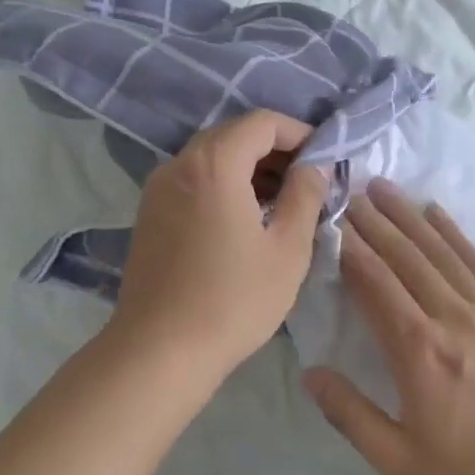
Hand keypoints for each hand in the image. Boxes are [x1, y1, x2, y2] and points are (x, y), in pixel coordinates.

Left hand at [106, 110, 330, 395]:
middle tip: (308, 180)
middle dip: (276, 150)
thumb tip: (315, 167)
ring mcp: (158, 189)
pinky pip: (193, 181)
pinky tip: (246, 219)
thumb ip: (306, 195)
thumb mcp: (288, 249)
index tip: (325, 158)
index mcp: (213, 163)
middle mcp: (178, 164)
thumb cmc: (233, 299)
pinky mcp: (149, 214)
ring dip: (250, 169)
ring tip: (283, 202)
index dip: (299, 133)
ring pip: (212, 159)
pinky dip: (224, 185)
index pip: (262, 123)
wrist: (159, 351)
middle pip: (233, 135)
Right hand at [302, 180, 474, 474]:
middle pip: (404, 257)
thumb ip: (350, 415)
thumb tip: (310, 374)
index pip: (375, 285)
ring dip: (407, 215)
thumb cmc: (474, 469)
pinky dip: (453, 232)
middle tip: (348, 189)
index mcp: (417, 351)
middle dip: (373, 221)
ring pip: (438, 250)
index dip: (350, 250)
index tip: (330, 221)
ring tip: (382, 187)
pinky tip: (435, 211)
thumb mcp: (400, 459)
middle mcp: (449, 317)